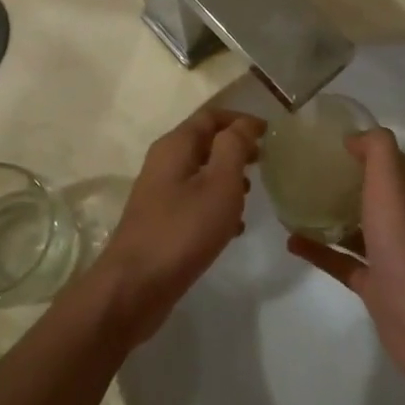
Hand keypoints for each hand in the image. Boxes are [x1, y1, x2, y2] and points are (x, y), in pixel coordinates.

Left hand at [97, 108, 265, 345]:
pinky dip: (216, 205)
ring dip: (228, 178)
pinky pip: (194, 201)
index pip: (211, 116)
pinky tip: (234, 228)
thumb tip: (245, 124)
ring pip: (201, 174)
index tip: (270, 133)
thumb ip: (234, 148)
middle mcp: (164, 163)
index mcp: (175, 146)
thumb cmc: (183, 230)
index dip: (241, 120)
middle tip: (265, 161)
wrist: (135, 287)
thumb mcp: (219, 184)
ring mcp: (160, 194)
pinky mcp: (162, 221)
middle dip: (236, 148)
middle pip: (204, 143)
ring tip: (252, 194)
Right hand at [287, 128, 404, 388]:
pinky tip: (292, 242)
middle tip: (312, 171)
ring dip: (332, 217)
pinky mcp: (375, 286)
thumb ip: (377, 150)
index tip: (335, 142)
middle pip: (377, 196)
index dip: (369, 151)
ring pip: (359, 230)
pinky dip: (319, 251)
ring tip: (298, 203)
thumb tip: (355, 138)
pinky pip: (342, 261)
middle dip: (349, 183)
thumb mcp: (391, 182)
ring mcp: (392, 257)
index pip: (394, 166)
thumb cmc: (404, 241)